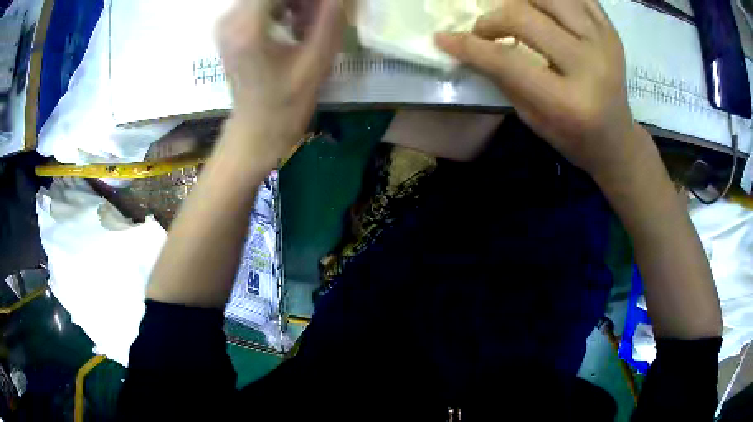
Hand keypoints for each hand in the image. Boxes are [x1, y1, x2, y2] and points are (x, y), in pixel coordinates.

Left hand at [216, 0, 343, 167]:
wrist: (255, 131)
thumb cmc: (286, 104)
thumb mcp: (316, 61)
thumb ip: (330, 19)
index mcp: (248, 27)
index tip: (327, 8)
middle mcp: (230, 19)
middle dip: (304, 1)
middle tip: (323, 16)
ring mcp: (227, 23)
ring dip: (296, 3)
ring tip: (309, 27)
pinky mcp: (230, 28)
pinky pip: (261, 3)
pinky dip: (283, 8)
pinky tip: (295, 28)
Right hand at [436, 0, 649, 182]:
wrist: (616, 139)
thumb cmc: (572, 137)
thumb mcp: (532, 118)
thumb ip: (503, 78)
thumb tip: (468, 44)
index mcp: (568, 101)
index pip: (507, 61)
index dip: (469, 46)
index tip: (442, 38)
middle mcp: (590, 65)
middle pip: (524, 17)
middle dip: (492, 19)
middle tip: (484, 30)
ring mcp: (604, 42)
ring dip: (519, 0)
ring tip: (513, 15)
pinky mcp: (611, 30)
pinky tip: (539, 8)